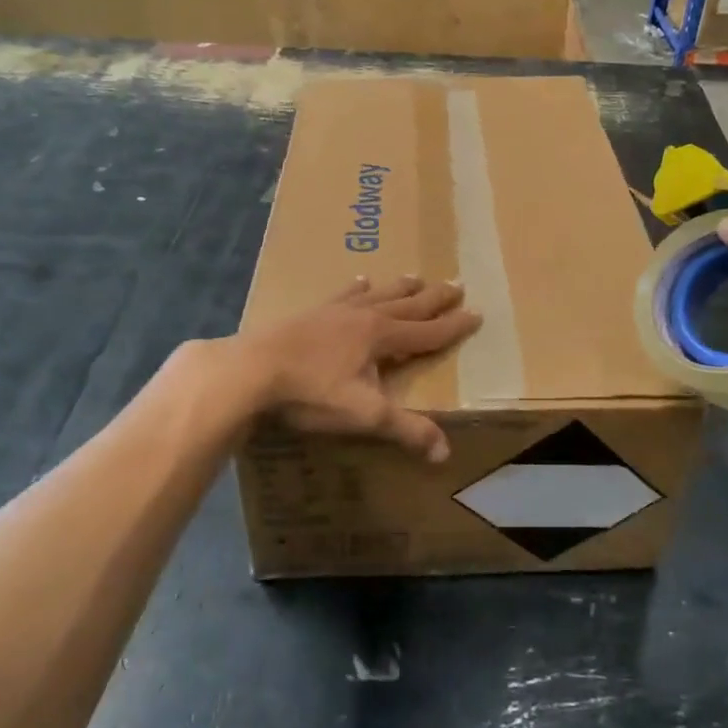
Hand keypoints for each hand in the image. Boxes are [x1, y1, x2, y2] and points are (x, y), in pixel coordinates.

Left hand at [229, 277, 481, 462]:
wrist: (251, 370)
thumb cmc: (311, 392)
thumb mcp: (364, 415)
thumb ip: (405, 430)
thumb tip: (445, 451)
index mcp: (381, 336)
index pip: (427, 331)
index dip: (453, 326)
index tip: (477, 313)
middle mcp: (363, 316)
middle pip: (407, 306)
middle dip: (433, 299)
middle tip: (457, 284)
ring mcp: (335, 312)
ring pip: (377, 296)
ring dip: (399, 288)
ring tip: (415, 276)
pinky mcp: (310, 314)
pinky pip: (342, 296)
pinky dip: (355, 288)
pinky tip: (358, 280)